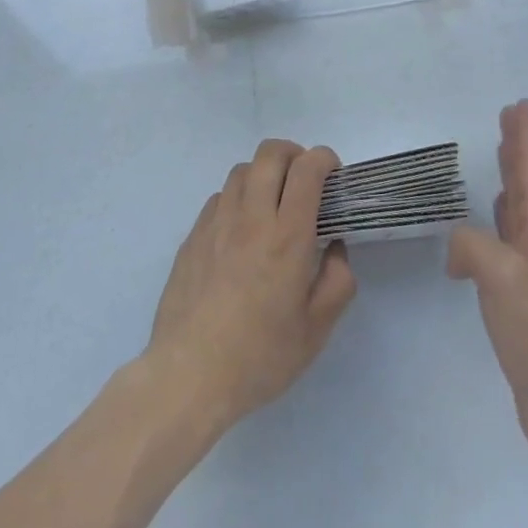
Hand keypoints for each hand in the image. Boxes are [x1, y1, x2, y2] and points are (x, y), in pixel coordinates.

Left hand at [145, 140, 355, 434]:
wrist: (190, 374)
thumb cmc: (259, 356)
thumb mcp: (315, 331)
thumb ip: (336, 283)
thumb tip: (335, 248)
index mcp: (286, 236)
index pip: (306, 170)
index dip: (324, 159)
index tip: (333, 174)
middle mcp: (251, 216)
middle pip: (271, 153)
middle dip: (294, 154)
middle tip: (304, 179)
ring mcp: (217, 222)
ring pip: (242, 170)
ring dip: (263, 174)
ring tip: (272, 202)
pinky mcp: (193, 234)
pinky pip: (220, 197)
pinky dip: (238, 198)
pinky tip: (241, 230)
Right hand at [449, 100, 527, 462]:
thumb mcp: (499, 276)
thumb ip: (470, 245)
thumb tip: (459, 250)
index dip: (527, 136)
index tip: (520, 105)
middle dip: (520, 147)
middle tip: (508, 117)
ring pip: (523, 206)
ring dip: (513, 176)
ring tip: (501, 152)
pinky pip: (512, 234)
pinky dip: (502, 214)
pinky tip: (492, 215)